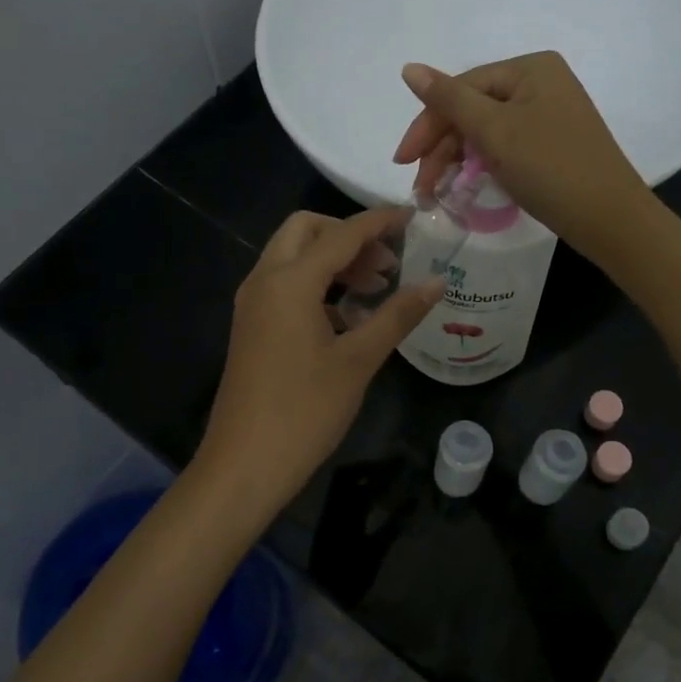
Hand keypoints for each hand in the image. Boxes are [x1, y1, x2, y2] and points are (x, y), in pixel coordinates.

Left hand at [194, 208, 442, 522]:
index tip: (414, 216)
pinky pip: (285, 284)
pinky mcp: (251, 325)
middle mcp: (264, 280)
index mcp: (290, 281)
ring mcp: (253, 303)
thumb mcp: (359, 361)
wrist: (244, 465)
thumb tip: (436, 282)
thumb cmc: (305, 411)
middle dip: (349, 236)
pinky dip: (317, 284)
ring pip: (293, 257)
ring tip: (376, 288)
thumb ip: (397, 315)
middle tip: (387, 262)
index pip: (342, 234)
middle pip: (306, 230)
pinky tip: (347, 317)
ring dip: (333, 260)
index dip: (380, 222)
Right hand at [393, 51, 649, 259]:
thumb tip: (409, 67)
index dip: (427, 124)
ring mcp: (549, 114)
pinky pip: (506, 146)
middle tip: (420, 187)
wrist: (610, 218)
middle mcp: (541, 83)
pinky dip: (482, 165)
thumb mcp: (494, 131)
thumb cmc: (550, 167)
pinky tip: (466, 186)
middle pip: (473, 109)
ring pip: (486, 131)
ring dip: (457, 160)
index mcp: (530, 68)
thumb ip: (448, 99)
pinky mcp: (553, 143)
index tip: (402, 162)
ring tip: (437, 194)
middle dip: (441, 148)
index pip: (461, 88)